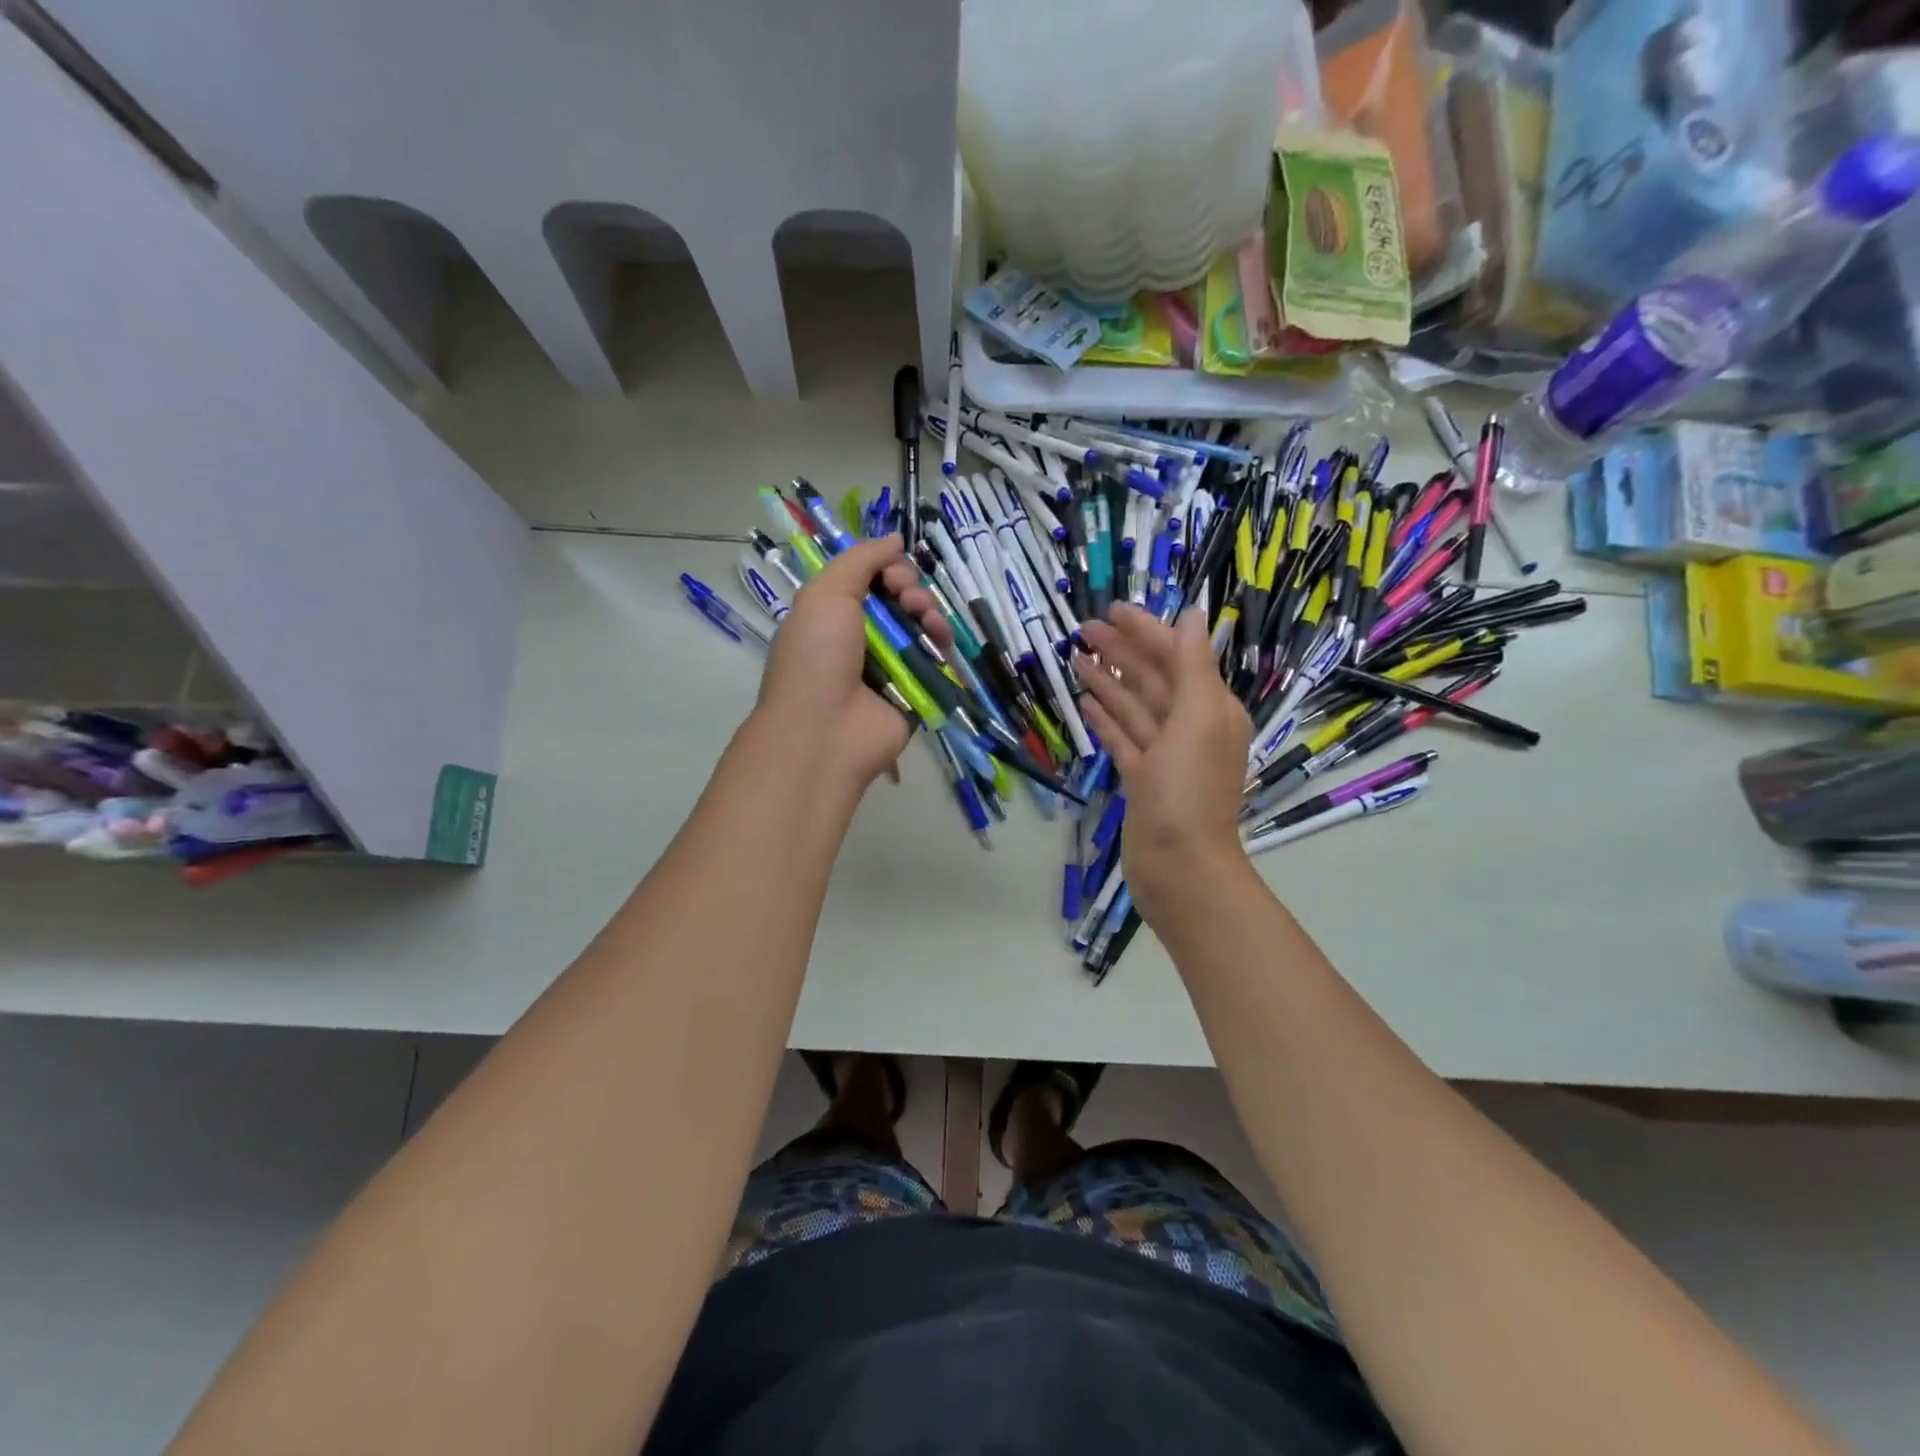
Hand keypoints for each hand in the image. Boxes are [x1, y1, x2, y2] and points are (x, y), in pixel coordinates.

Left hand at [753, 535, 952, 795]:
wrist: (823, 732)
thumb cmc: (817, 658)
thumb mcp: (826, 594)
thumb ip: (861, 560)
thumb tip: (895, 537)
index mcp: (834, 614)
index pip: (872, 578)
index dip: (887, 568)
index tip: (890, 576)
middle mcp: (863, 638)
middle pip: (901, 598)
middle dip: (911, 588)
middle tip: (906, 599)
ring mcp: (891, 666)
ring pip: (922, 625)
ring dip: (928, 612)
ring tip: (925, 619)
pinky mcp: (916, 691)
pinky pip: (936, 660)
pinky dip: (942, 644)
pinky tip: (940, 639)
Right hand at [1075, 605, 1251, 919]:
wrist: (1179, 868)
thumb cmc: (1189, 792)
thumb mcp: (1197, 719)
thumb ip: (1193, 665)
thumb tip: (1191, 614)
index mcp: (1210, 709)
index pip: (1176, 657)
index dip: (1146, 631)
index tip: (1112, 609)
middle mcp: (1189, 727)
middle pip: (1152, 678)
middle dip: (1121, 652)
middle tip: (1083, 628)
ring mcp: (1164, 756)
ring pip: (1134, 707)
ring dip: (1107, 681)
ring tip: (1076, 658)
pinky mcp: (1142, 779)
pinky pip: (1123, 738)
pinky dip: (1106, 719)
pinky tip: (1085, 702)